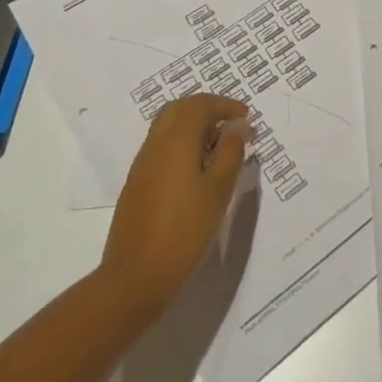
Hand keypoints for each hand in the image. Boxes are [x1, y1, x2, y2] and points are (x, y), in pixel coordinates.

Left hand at [100, 94, 253, 320]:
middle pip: (180, 108)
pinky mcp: (136, 183)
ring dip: (193, 125)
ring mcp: (142, 163)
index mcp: (176, 140)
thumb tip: (236, 126)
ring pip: (167, 126)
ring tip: (217, 145)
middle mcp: (155, 144)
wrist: (135, 277)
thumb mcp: (218, 191)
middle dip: (207, 108)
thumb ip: (231, 152)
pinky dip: (181, 143)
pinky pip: (161, 146)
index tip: (246, 116)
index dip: (225, 105)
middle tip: (231, 124)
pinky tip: (196, 168)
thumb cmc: (184, 231)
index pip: (200, 104)